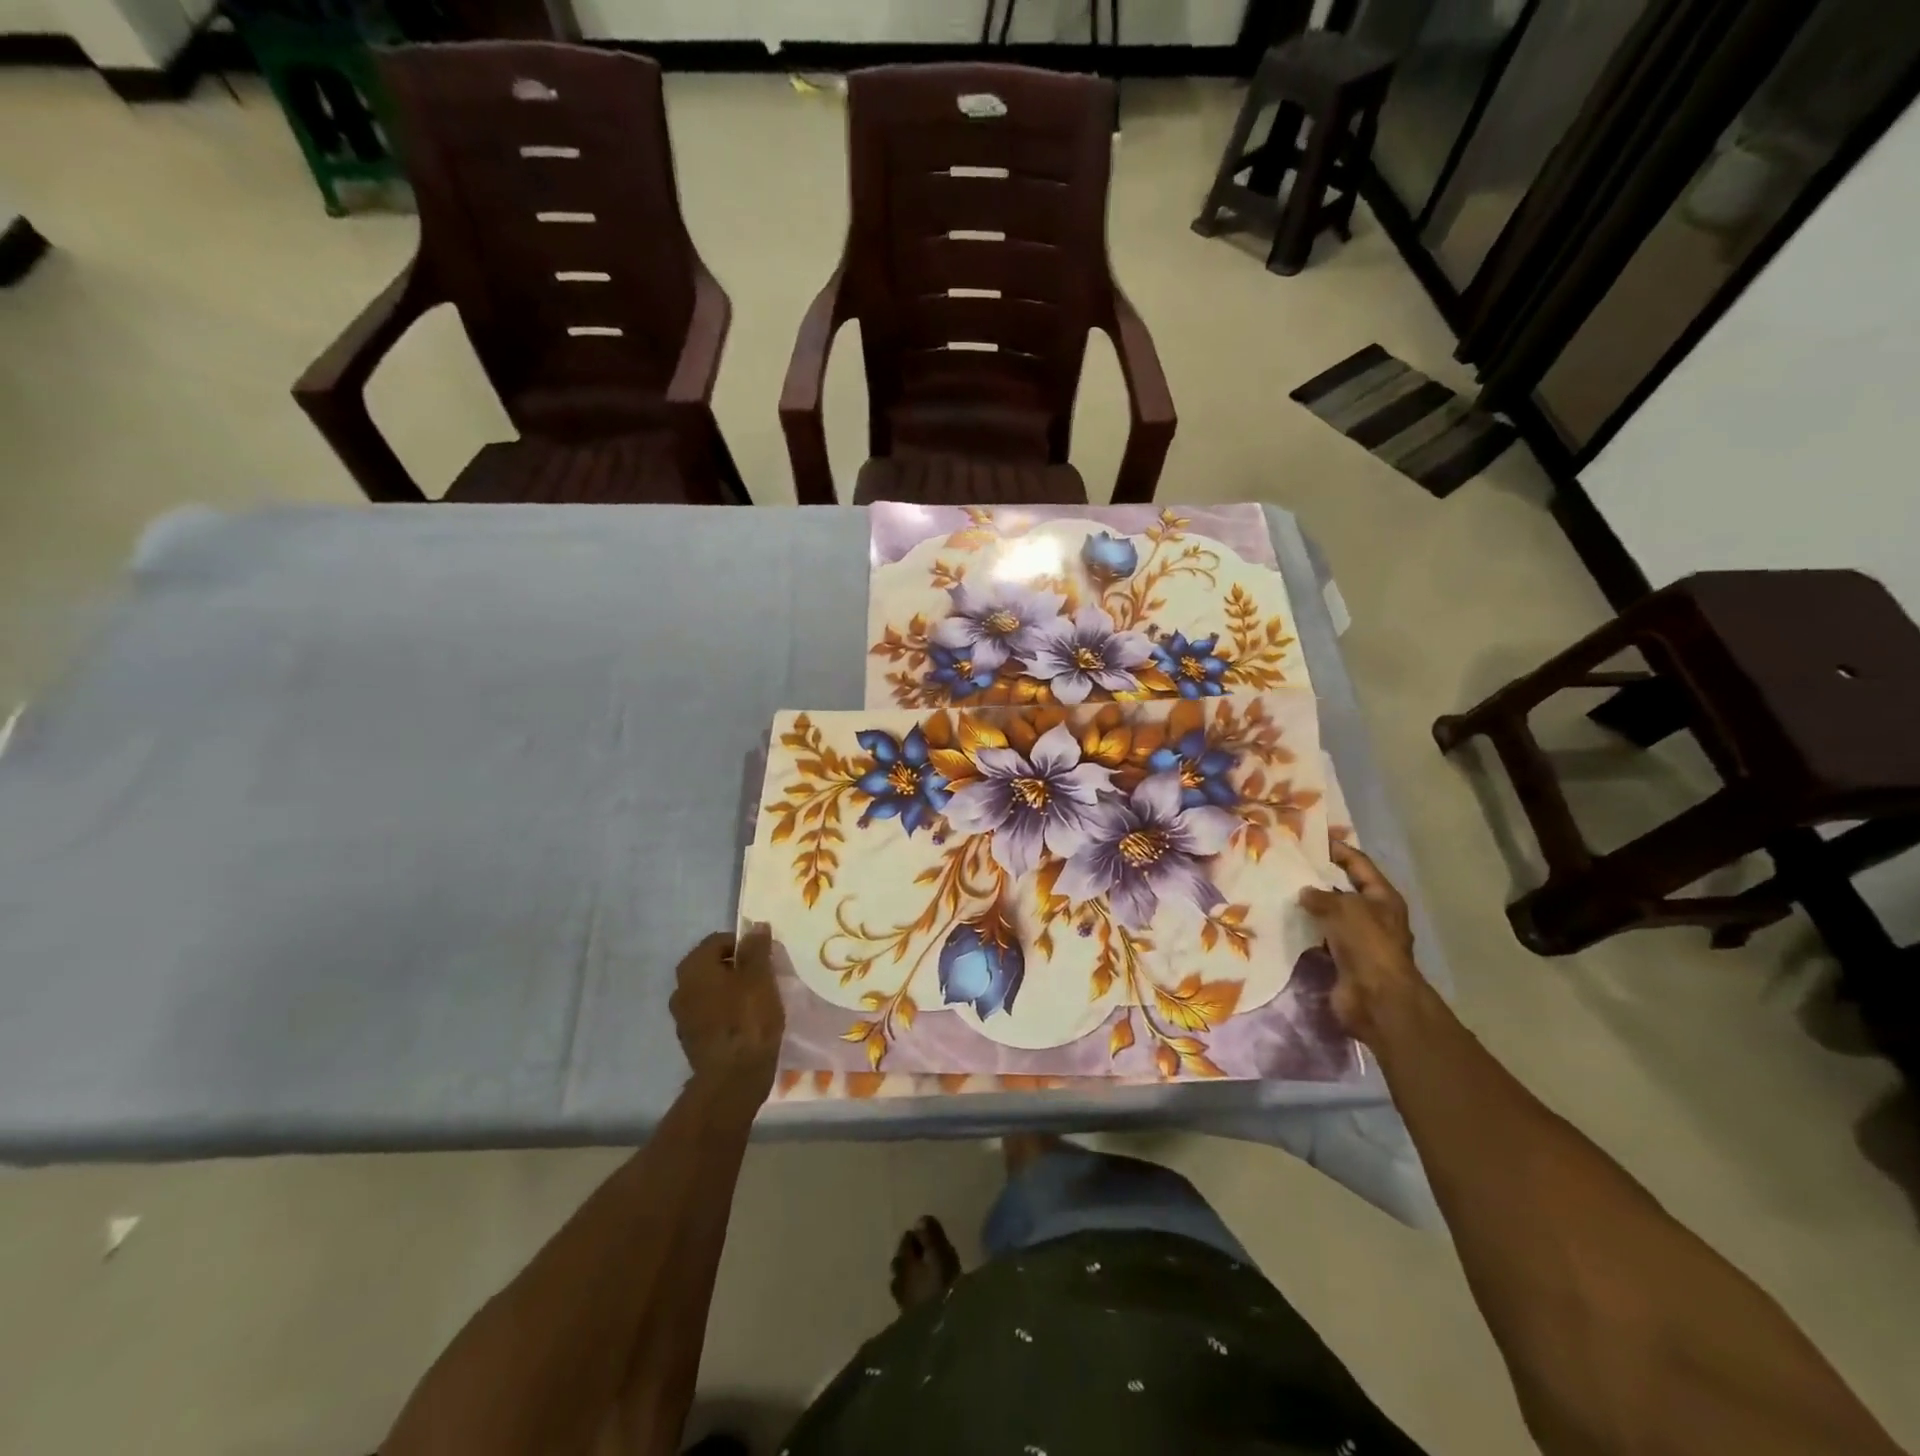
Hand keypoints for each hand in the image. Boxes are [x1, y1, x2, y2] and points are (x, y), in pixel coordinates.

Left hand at [670, 925, 785, 1098]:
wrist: (733, 1078)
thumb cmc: (747, 1018)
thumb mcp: (760, 976)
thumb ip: (756, 949)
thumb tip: (755, 927)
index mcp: (693, 968)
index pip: (718, 940)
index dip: (744, 944)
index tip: (766, 956)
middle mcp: (681, 989)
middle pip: (713, 966)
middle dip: (738, 967)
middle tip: (765, 977)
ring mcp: (683, 1018)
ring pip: (712, 992)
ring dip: (732, 991)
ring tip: (759, 1001)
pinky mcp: (692, 1041)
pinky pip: (711, 1015)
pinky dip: (727, 1013)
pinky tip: (748, 1023)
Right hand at [1300, 842, 1426, 1044]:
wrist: (1376, 999)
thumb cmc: (1367, 944)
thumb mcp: (1345, 908)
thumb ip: (1322, 895)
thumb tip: (1305, 892)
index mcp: (1383, 898)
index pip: (1359, 864)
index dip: (1338, 850)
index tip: (1311, 840)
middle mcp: (1373, 916)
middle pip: (1343, 889)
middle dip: (1318, 879)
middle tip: (1288, 866)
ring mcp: (1359, 940)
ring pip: (1330, 915)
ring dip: (1309, 907)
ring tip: (1279, 892)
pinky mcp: (1343, 960)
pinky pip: (1320, 939)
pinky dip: (1305, 932)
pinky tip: (1283, 924)